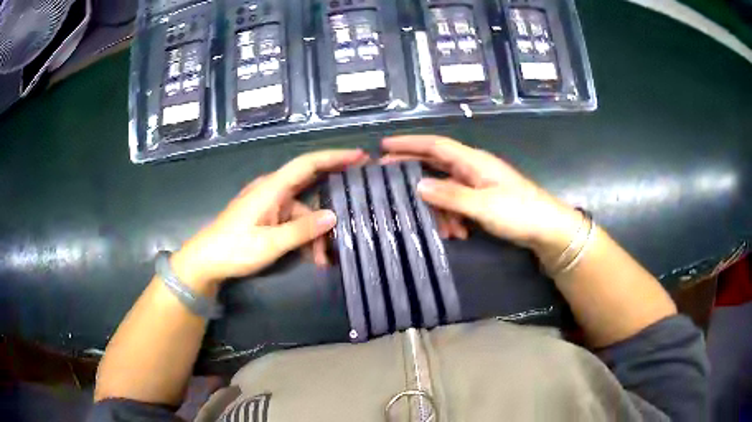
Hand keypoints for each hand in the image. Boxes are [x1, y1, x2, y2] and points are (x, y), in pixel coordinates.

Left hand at [170, 149, 367, 291]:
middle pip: (309, 184)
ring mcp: (270, 204)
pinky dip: (304, 237)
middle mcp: (273, 190)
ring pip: (303, 211)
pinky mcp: (267, 217)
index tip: (360, 156)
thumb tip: (333, 217)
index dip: (335, 157)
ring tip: (324, 259)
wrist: (206, 261)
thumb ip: (301, 230)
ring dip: (315, 232)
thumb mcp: (270, 243)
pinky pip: (293, 222)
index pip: (308, 164)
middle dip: (334, 194)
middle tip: (360, 198)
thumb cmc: (234, 249)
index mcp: (272, 188)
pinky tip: (311, 257)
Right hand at [381, 135, 581, 254]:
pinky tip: (457, 233)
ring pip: (446, 188)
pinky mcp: (484, 200)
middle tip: (388, 182)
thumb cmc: (520, 213)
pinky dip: (452, 216)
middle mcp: (473, 168)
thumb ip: (451, 196)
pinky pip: (458, 203)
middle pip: (436, 163)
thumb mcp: (483, 206)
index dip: (409, 144)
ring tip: (440, 229)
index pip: (435, 145)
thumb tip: (418, 186)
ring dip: (438, 207)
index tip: (383, 146)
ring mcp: (479, 184)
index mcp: (473, 161)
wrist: (549, 230)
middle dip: (413, 172)